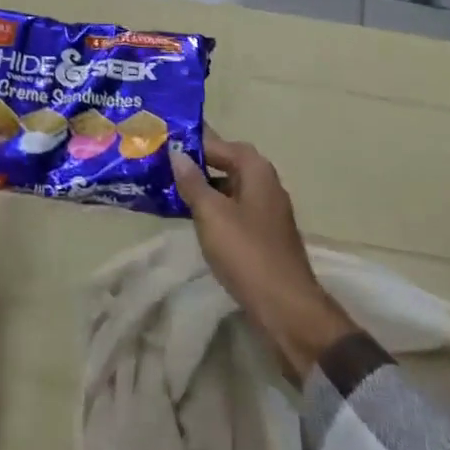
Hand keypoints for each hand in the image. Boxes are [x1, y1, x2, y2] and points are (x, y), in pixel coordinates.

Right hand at [172, 131, 357, 381]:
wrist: (285, 307)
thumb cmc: (246, 252)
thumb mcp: (212, 214)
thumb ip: (193, 182)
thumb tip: (176, 153)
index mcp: (257, 171)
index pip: (223, 144)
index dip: (195, 142)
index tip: (166, 142)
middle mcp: (266, 185)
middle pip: (228, 164)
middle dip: (198, 164)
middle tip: (164, 166)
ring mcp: (267, 212)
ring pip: (230, 189)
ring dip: (204, 188)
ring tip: (170, 190)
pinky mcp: (264, 236)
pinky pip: (234, 211)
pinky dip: (214, 210)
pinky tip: (192, 219)